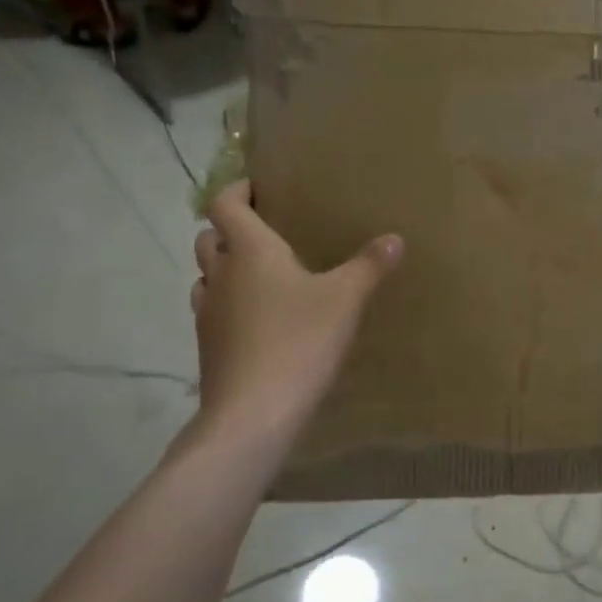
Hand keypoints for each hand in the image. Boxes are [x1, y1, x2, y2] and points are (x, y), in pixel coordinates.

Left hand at [188, 181, 401, 445]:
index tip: (257, 187)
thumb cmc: (299, 341)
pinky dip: (230, 303)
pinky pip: (214, 310)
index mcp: (249, 251)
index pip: (225, 205)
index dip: (236, 190)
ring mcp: (208, 314)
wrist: (253, 414)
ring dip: (226, 267)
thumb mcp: (346, 299)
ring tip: (261, 275)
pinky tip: (260, 320)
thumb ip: (370, 265)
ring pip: (207, 276)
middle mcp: (221, 276)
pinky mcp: (208, 348)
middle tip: (264, 232)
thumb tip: (394, 238)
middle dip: (230, 229)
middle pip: (208, 238)